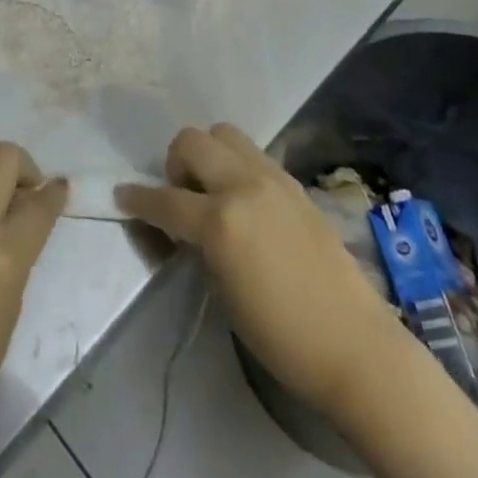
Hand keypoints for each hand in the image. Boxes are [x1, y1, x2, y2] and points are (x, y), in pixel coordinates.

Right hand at [118, 126, 477, 477]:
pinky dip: (236, 165)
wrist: (355, 343)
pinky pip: (252, 153)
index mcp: (221, 221)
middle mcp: (243, 185)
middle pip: (192, 141)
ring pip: (223, 133)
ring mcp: (272, 177)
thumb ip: (199, 245)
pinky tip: (243, 199)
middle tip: (181, 198)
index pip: (165, 199)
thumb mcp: (224, 291)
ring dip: (207, 154)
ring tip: (212, 190)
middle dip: (175, 164)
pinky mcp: (293, 181)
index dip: (138, 199)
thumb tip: (182, 225)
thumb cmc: (283, 336)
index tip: (122, 196)